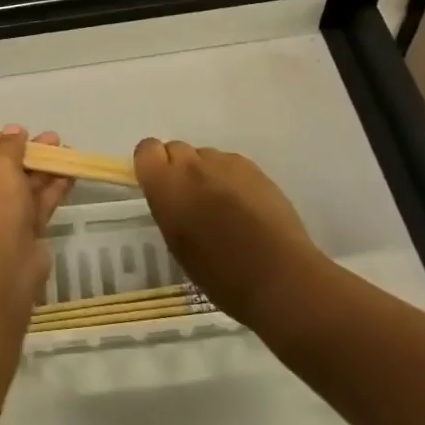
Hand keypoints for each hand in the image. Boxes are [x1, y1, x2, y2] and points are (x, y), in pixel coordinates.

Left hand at [0, 126, 71, 305]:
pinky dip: (51, 191)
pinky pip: (34, 207)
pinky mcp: (19, 237)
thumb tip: (14, 130)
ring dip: (44, 170)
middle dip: (28, 155)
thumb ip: (9, 146)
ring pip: (21, 190)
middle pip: (1, 172)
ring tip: (67, 151)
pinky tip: (70, 175)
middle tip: (53, 140)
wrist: (0, 269)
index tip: (22, 134)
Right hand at [133, 139, 320, 325]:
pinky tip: (246, 207)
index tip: (161, 186)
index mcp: (167, 185)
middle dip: (180, 168)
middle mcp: (192, 165)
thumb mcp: (177, 242)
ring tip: (224, 206)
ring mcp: (226, 163)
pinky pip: (232, 164)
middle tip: (192, 199)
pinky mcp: (254, 168)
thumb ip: (169, 207)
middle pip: (177, 148)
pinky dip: (232, 179)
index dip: (153, 164)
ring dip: (207, 173)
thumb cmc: (219, 273)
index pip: (147, 149)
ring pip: (206, 156)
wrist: (277, 276)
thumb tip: (174, 195)